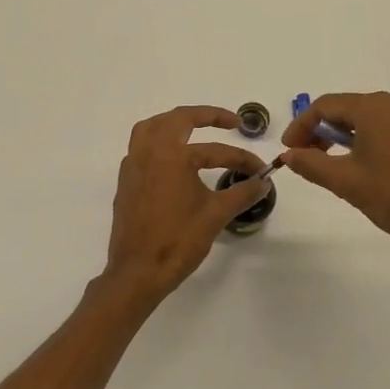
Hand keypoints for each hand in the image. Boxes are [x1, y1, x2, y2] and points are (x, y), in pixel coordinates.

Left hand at [101, 106, 271, 306]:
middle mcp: (149, 152)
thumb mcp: (216, 215)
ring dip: (174, 123)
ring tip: (195, 128)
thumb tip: (263, 182)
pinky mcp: (125, 181)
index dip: (242, 158)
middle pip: (177, 119)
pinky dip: (157, 142)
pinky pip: (139, 147)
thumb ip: (242, 193)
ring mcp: (132, 166)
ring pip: (151, 128)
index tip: (260, 170)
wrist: (138, 272)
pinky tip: (172, 158)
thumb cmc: (178, 241)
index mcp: (172, 156)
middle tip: (230, 122)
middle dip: (206, 116)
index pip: (215, 150)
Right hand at [281, 92, 389, 273]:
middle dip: (329, 132)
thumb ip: (311, 164)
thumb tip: (289, 154)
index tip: (291, 149)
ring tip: (351, 167)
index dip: (302, 126)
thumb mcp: (346, 183)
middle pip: (355, 110)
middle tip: (315, 157)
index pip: (325, 106)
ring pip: (384, 122)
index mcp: (375, 108)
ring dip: (360, 138)